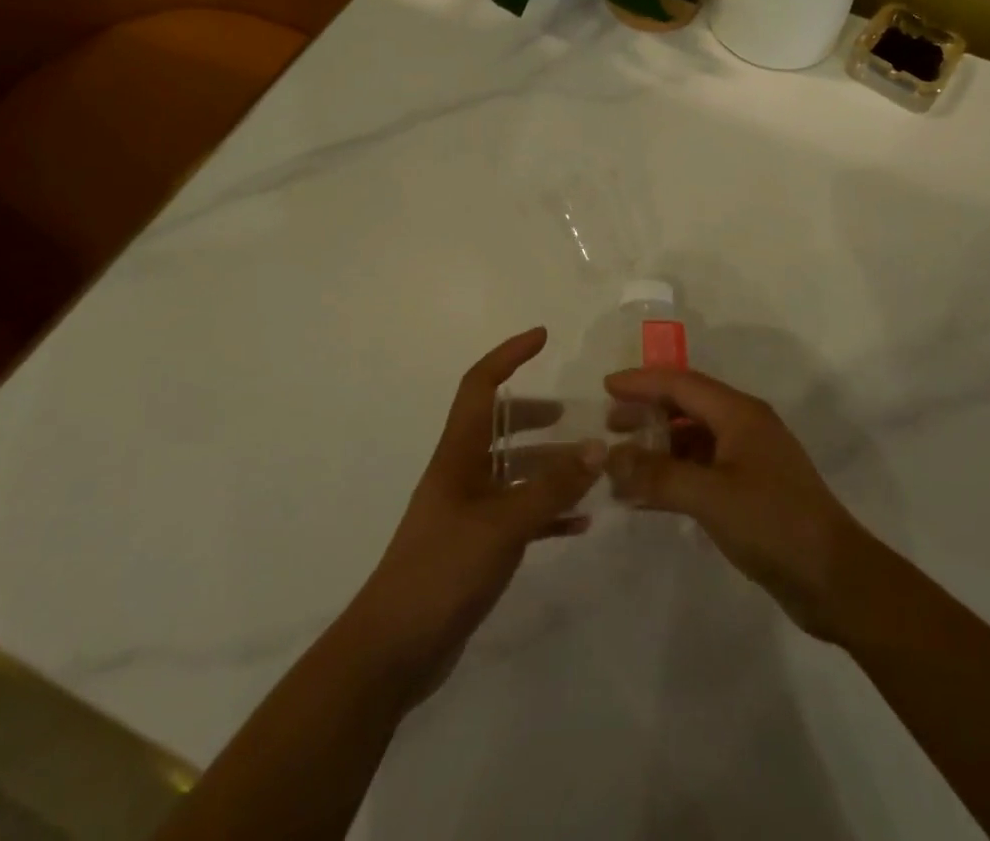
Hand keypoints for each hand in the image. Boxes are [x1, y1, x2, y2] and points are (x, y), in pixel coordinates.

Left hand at [342, 328, 601, 701]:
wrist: (392, 652)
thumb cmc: (442, 571)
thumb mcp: (503, 525)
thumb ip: (551, 487)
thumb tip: (597, 448)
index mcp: (458, 454)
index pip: (480, 385)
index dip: (508, 355)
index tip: (542, 337)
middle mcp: (461, 473)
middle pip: (498, 425)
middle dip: (534, 414)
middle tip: (574, 415)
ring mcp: (467, 511)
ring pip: (512, 471)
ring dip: (547, 466)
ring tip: (589, 469)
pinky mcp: (475, 547)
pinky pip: (518, 514)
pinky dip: (547, 511)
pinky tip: (579, 522)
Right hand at [603, 367, 872, 641]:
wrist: (836, 578)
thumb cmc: (773, 524)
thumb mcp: (711, 497)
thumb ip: (659, 475)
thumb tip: (612, 459)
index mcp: (740, 413)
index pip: (681, 383)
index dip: (642, 382)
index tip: (606, 387)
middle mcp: (745, 426)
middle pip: (688, 406)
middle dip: (648, 411)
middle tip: (610, 426)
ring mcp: (751, 459)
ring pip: (695, 438)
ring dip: (659, 446)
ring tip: (624, 463)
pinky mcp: (753, 490)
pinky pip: (704, 468)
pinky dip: (675, 474)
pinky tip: (651, 495)